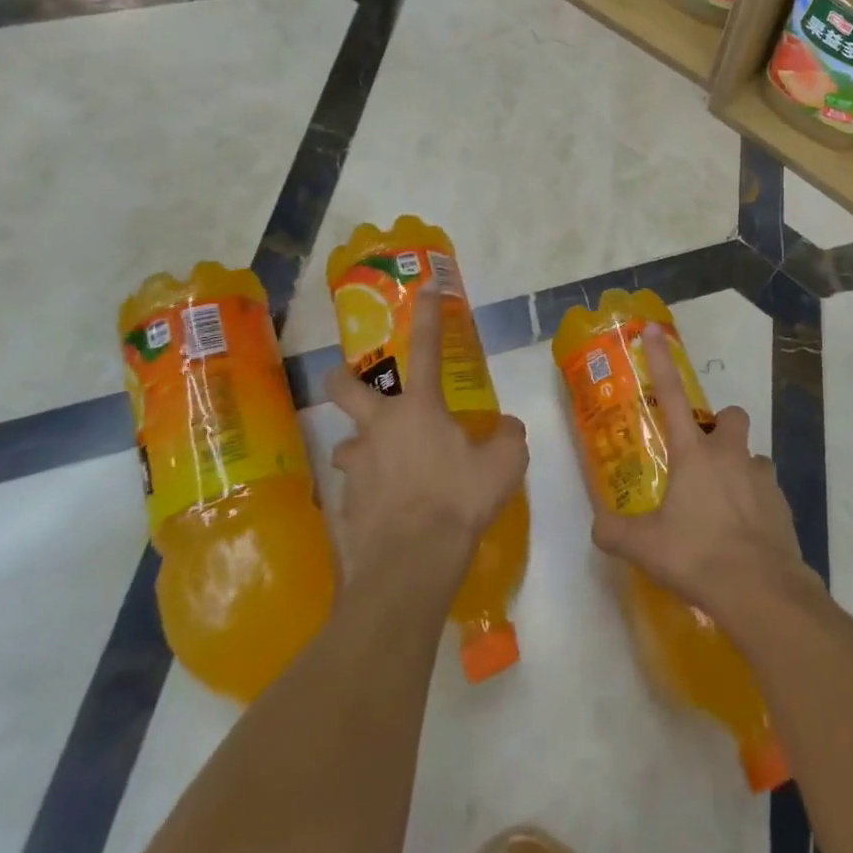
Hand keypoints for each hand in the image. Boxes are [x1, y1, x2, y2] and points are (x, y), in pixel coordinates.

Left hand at [325, 279, 527, 571]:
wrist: (411, 563)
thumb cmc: (459, 500)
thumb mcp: (505, 463)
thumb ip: (508, 437)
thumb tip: (505, 428)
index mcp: (418, 409)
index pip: (425, 347)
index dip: (426, 315)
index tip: (424, 288)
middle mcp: (378, 428)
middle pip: (345, 388)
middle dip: (343, 378)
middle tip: (352, 383)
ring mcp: (355, 467)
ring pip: (348, 445)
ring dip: (363, 449)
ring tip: (385, 469)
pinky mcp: (343, 505)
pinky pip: (355, 489)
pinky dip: (370, 493)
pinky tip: (389, 512)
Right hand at [590, 324, 817, 620]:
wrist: (761, 591)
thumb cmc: (698, 557)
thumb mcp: (644, 548)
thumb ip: (614, 532)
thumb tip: (597, 526)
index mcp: (694, 455)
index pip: (672, 396)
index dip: (660, 361)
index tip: (654, 330)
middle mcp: (730, 455)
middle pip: (731, 417)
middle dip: (719, 427)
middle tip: (703, 457)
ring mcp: (762, 477)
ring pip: (752, 456)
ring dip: (739, 470)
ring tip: (723, 506)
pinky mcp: (783, 505)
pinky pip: (767, 491)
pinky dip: (755, 503)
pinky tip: (743, 536)